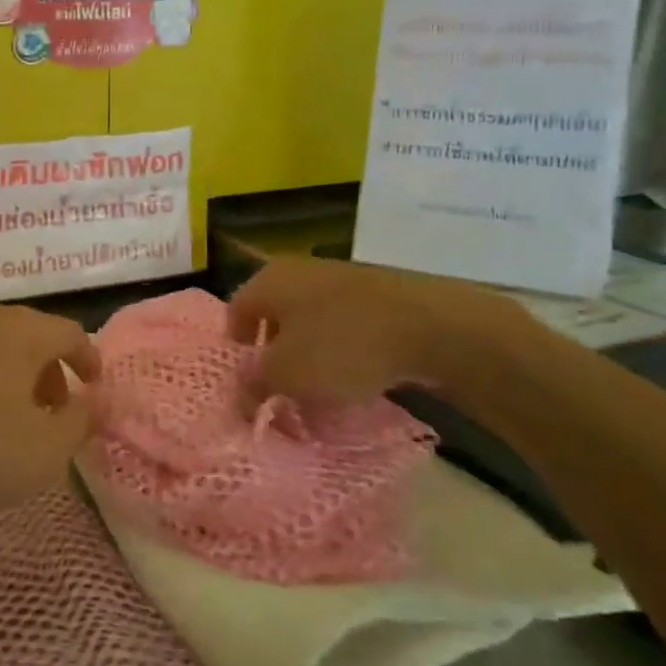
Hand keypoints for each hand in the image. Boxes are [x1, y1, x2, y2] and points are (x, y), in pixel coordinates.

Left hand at [0, 300, 102, 518]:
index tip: (94, 388)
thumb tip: (91, 402)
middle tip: (53, 412)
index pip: (70, 333)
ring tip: (8, 420)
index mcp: (21, 329)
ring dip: (10, 377)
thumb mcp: (45, 451)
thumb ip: (80, 423)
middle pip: (29, 336)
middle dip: (49, 372)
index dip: (89, 360)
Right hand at [228, 257, 537, 409]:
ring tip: (320, 392)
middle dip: (273, 355)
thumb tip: (239, 394)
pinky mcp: (376, 293)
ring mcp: (341, 278)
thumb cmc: (342, 345)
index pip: (235, 312)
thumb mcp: (287, 375)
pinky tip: (357, 377)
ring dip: (309, 355)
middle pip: (273, 316)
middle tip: (280, 391)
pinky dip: (342, 350)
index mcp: (269, 280)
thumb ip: (255, 384)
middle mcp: (299, 271)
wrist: (431, 326)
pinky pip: (344, 325)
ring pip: (310, 321)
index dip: (235, 350)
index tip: (246, 383)